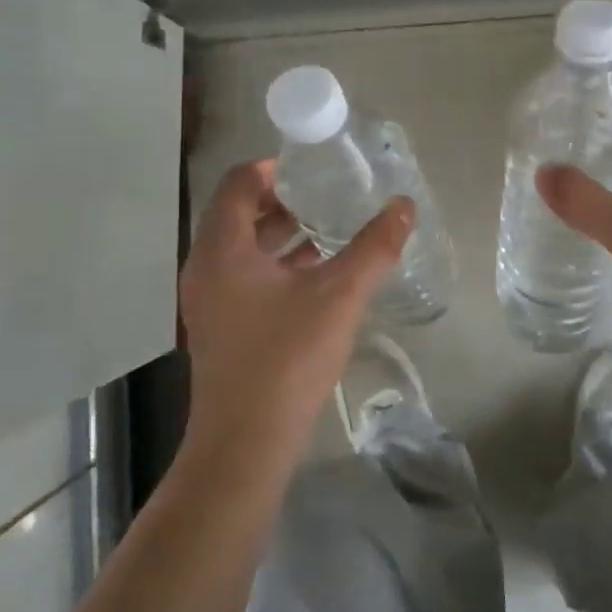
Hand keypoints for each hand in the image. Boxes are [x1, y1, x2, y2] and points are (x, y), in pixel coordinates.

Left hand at [179, 159, 413, 460]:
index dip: (274, 168)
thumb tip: (404, 206)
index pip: (238, 183)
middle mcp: (206, 267)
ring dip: (281, 233)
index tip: (314, 168)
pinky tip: (316, 274)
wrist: (246, 443)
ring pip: (242, 248)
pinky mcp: (220, 326)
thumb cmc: (287, 358)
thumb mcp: (339, 295)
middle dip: (283, 200)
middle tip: (327, 194)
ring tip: (328, 228)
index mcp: (222, 249)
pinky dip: (276, 264)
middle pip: (238, 213)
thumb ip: (374, 247)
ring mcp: (209, 300)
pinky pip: (245, 276)